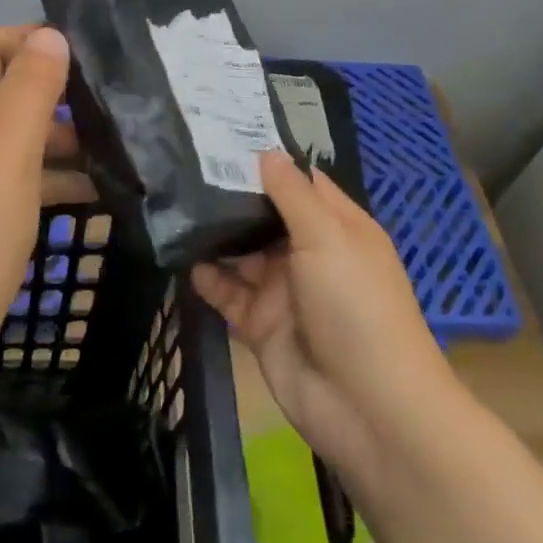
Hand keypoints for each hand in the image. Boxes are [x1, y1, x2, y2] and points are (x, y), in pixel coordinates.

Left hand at [0, 25, 88, 363]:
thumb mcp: (6, 152)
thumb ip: (29, 89)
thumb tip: (49, 35)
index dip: (27, 37)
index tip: (83, 50)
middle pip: (1, 91)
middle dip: (53, 90)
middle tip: (109, 103)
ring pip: (13, 139)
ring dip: (59, 137)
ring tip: (113, 149)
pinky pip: (14, 182)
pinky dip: (51, 179)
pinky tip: (92, 196)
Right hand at [192, 153, 450, 482]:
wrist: (367, 407)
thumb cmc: (356, 306)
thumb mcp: (328, 237)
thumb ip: (292, 194)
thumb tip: (266, 152)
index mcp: (338, 227)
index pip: (302, 183)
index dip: (270, 160)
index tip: (227, 134)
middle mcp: (310, 253)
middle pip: (267, 216)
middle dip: (233, 195)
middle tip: (187, 163)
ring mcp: (285, 290)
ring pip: (243, 252)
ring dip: (216, 234)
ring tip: (174, 202)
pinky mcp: (261, 324)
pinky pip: (229, 292)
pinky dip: (208, 276)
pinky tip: (182, 255)